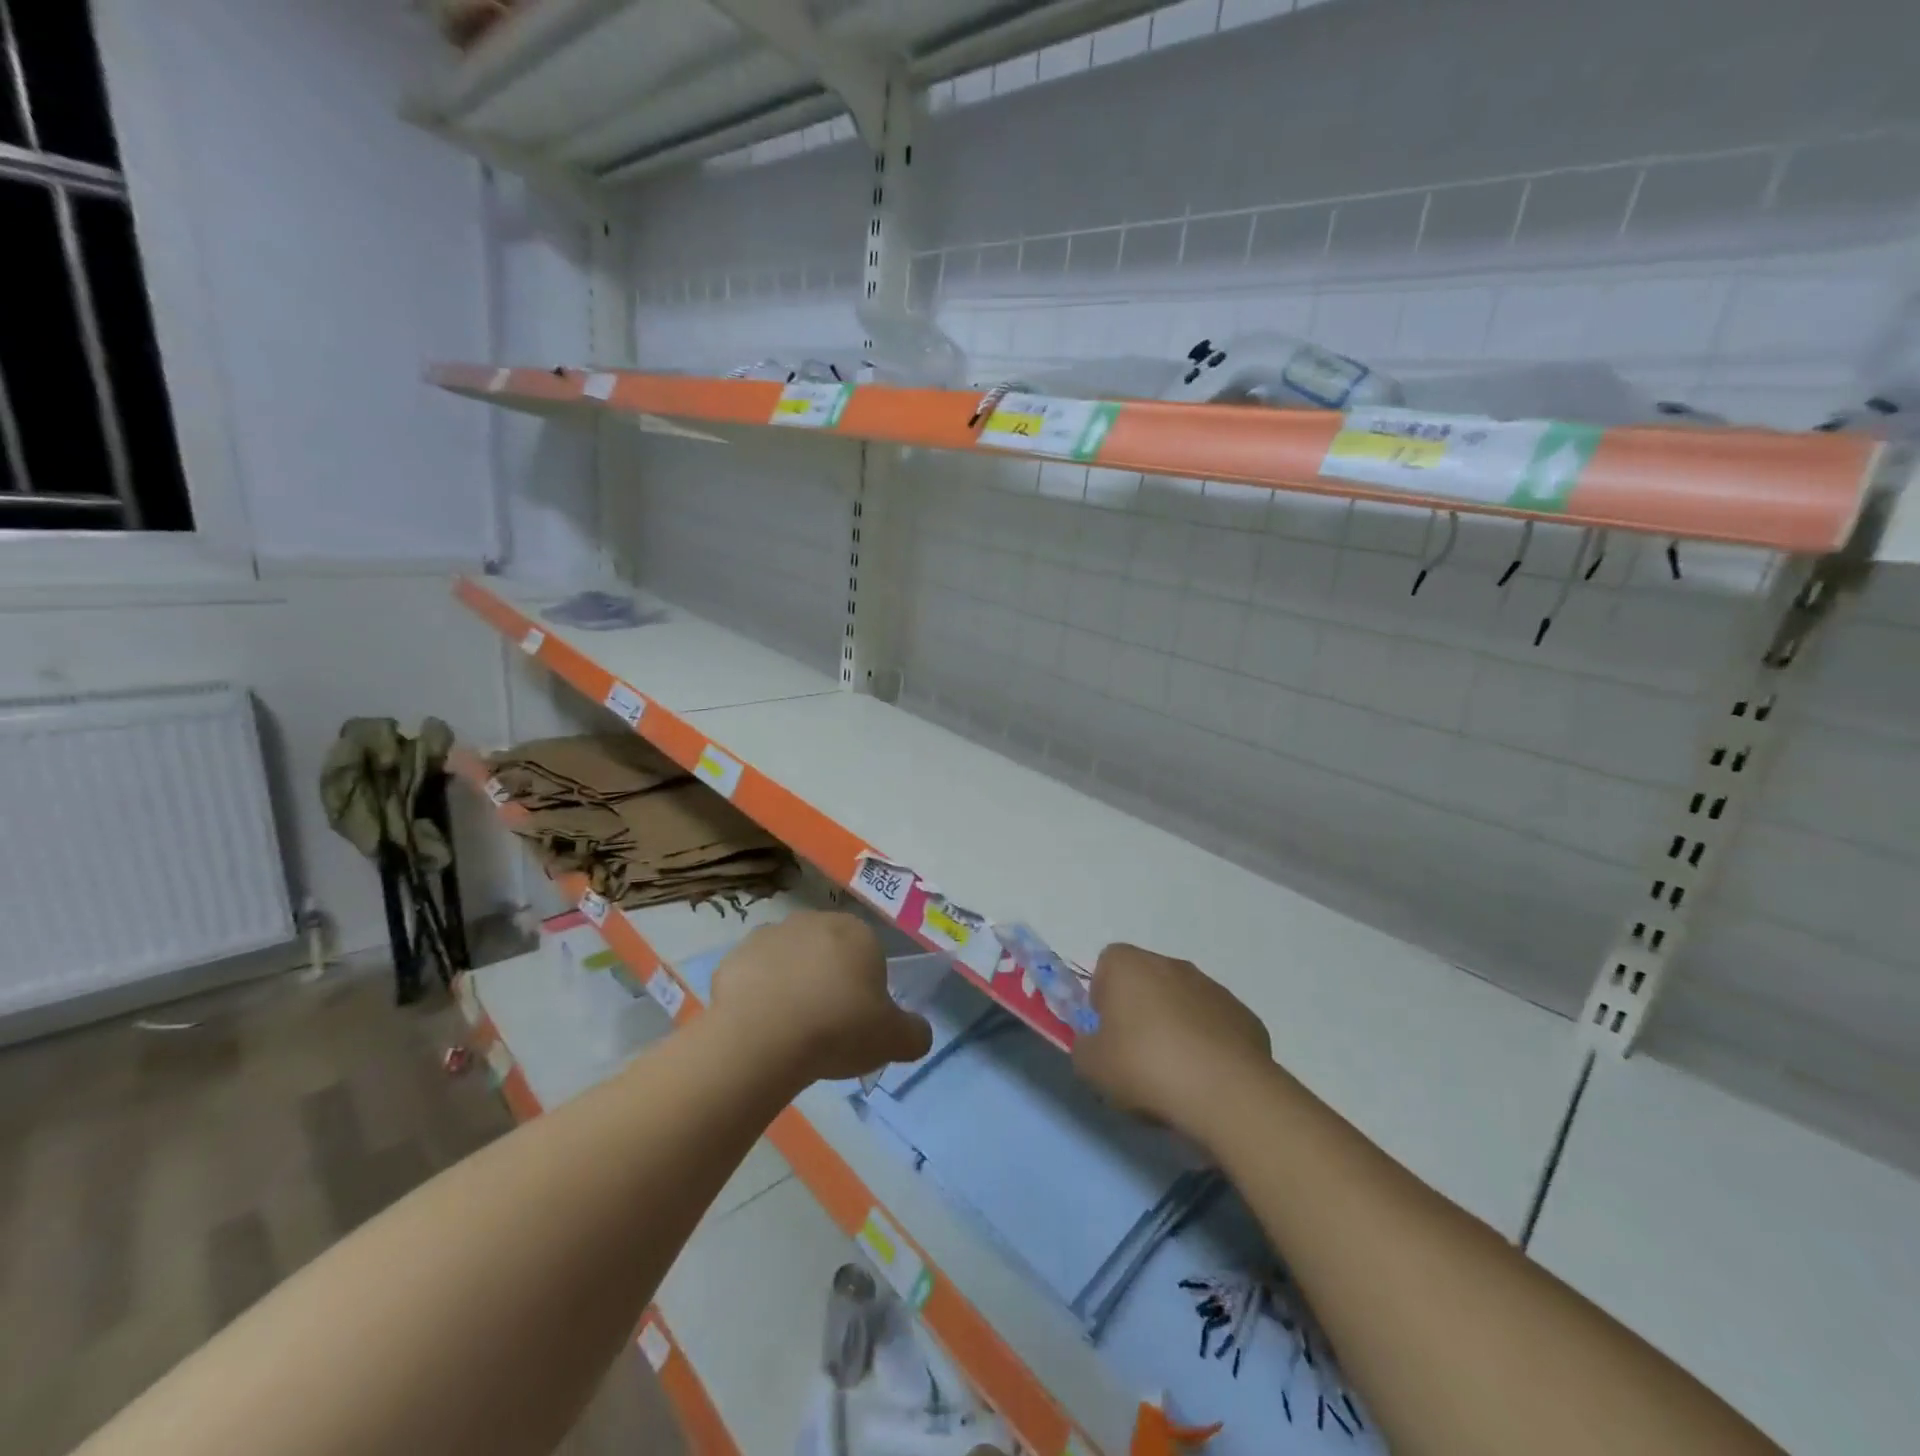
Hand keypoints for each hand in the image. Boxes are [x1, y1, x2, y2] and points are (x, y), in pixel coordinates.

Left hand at [710, 911, 932, 1083]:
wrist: (762, 1038)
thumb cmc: (838, 1029)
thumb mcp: (893, 1040)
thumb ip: (915, 1033)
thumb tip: (918, 1033)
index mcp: (857, 932)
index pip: (869, 954)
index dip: (866, 988)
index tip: (858, 1020)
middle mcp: (814, 921)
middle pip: (827, 952)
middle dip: (827, 980)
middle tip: (825, 1025)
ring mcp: (769, 935)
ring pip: (788, 960)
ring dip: (790, 984)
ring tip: (789, 1029)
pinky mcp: (734, 957)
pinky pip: (753, 977)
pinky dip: (756, 995)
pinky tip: (759, 1027)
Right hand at [1072, 944, 1272, 1141]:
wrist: (1225, 1092)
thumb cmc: (1146, 1066)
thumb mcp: (1092, 1066)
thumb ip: (1084, 1047)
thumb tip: (1094, 1043)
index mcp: (1129, 965)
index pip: (1107, 964)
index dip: (1102, 996)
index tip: (1106, 1032)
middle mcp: (1171, 964)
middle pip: (1146, 982)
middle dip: (1139, 1012)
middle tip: (1135, 1056)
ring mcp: (1212, 988)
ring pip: (1182, 1002)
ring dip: (1175, 1028)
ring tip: (1174, 1075)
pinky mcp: (1244, 1015)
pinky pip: (1214, 1025)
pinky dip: (1207, 1045)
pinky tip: (1205, 1079)